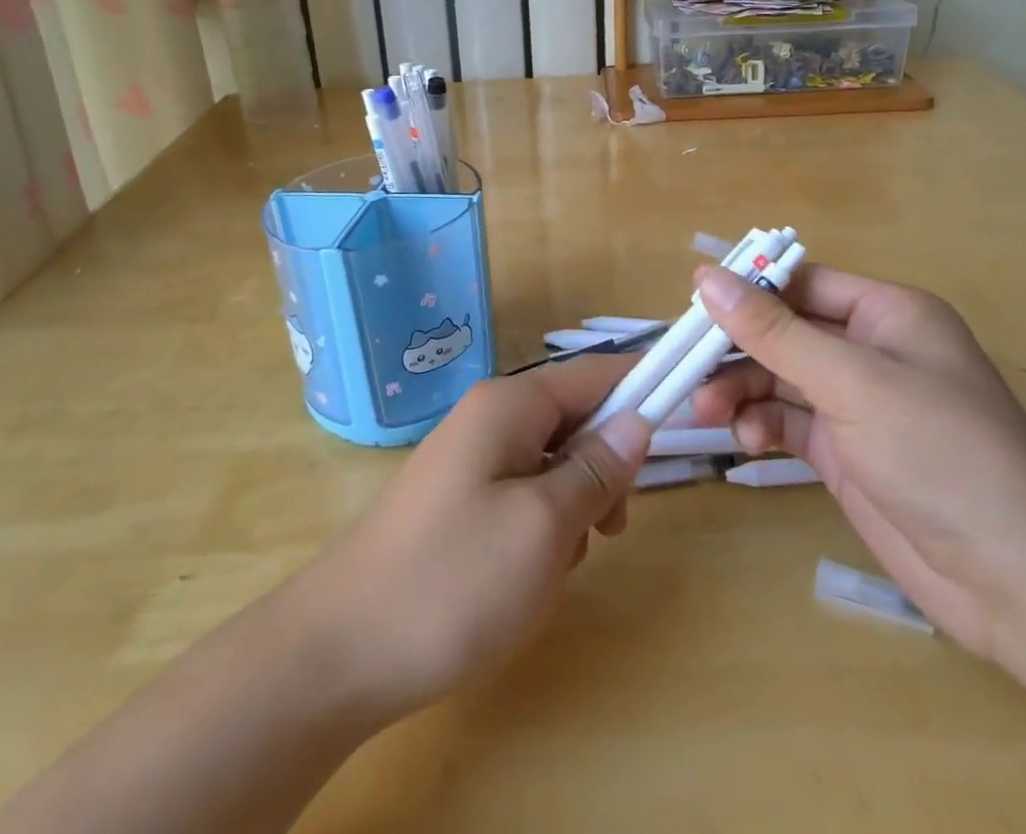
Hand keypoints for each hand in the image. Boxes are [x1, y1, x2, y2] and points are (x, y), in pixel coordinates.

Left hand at [301, 356, 652, 722]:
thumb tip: (638, 419)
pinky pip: (524, 496)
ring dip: (573, 509)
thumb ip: (597, 468)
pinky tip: (526, 577)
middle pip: (575, 420)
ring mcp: (470, 460)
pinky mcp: (459, 501)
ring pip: (553, 465)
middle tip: (609, 528)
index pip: (593, 374)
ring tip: (555, 565)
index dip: (640, 387)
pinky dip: (542, 529)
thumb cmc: (454, 580)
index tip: (685, 412)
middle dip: (602, 470)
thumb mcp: (544, 526)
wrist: (341, 651)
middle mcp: (489, 418)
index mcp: (509, 405)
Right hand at [692, 263, 1025, 656]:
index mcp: (887, 313)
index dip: (748, 290)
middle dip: (737, 349)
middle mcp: (871, 351)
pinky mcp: (847, 453)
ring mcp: (858, 405)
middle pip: (784, 332)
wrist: (1017, 581)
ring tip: (707, 412)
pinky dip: (761, 425)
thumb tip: (706, 277)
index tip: (693, 307)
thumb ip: (773, 330)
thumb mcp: (851, 380)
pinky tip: (746, 441)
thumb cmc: (940, 451)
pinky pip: (788, 421)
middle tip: (687, 368)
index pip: (802, 283)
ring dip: (741, 390)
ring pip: (779, 378)